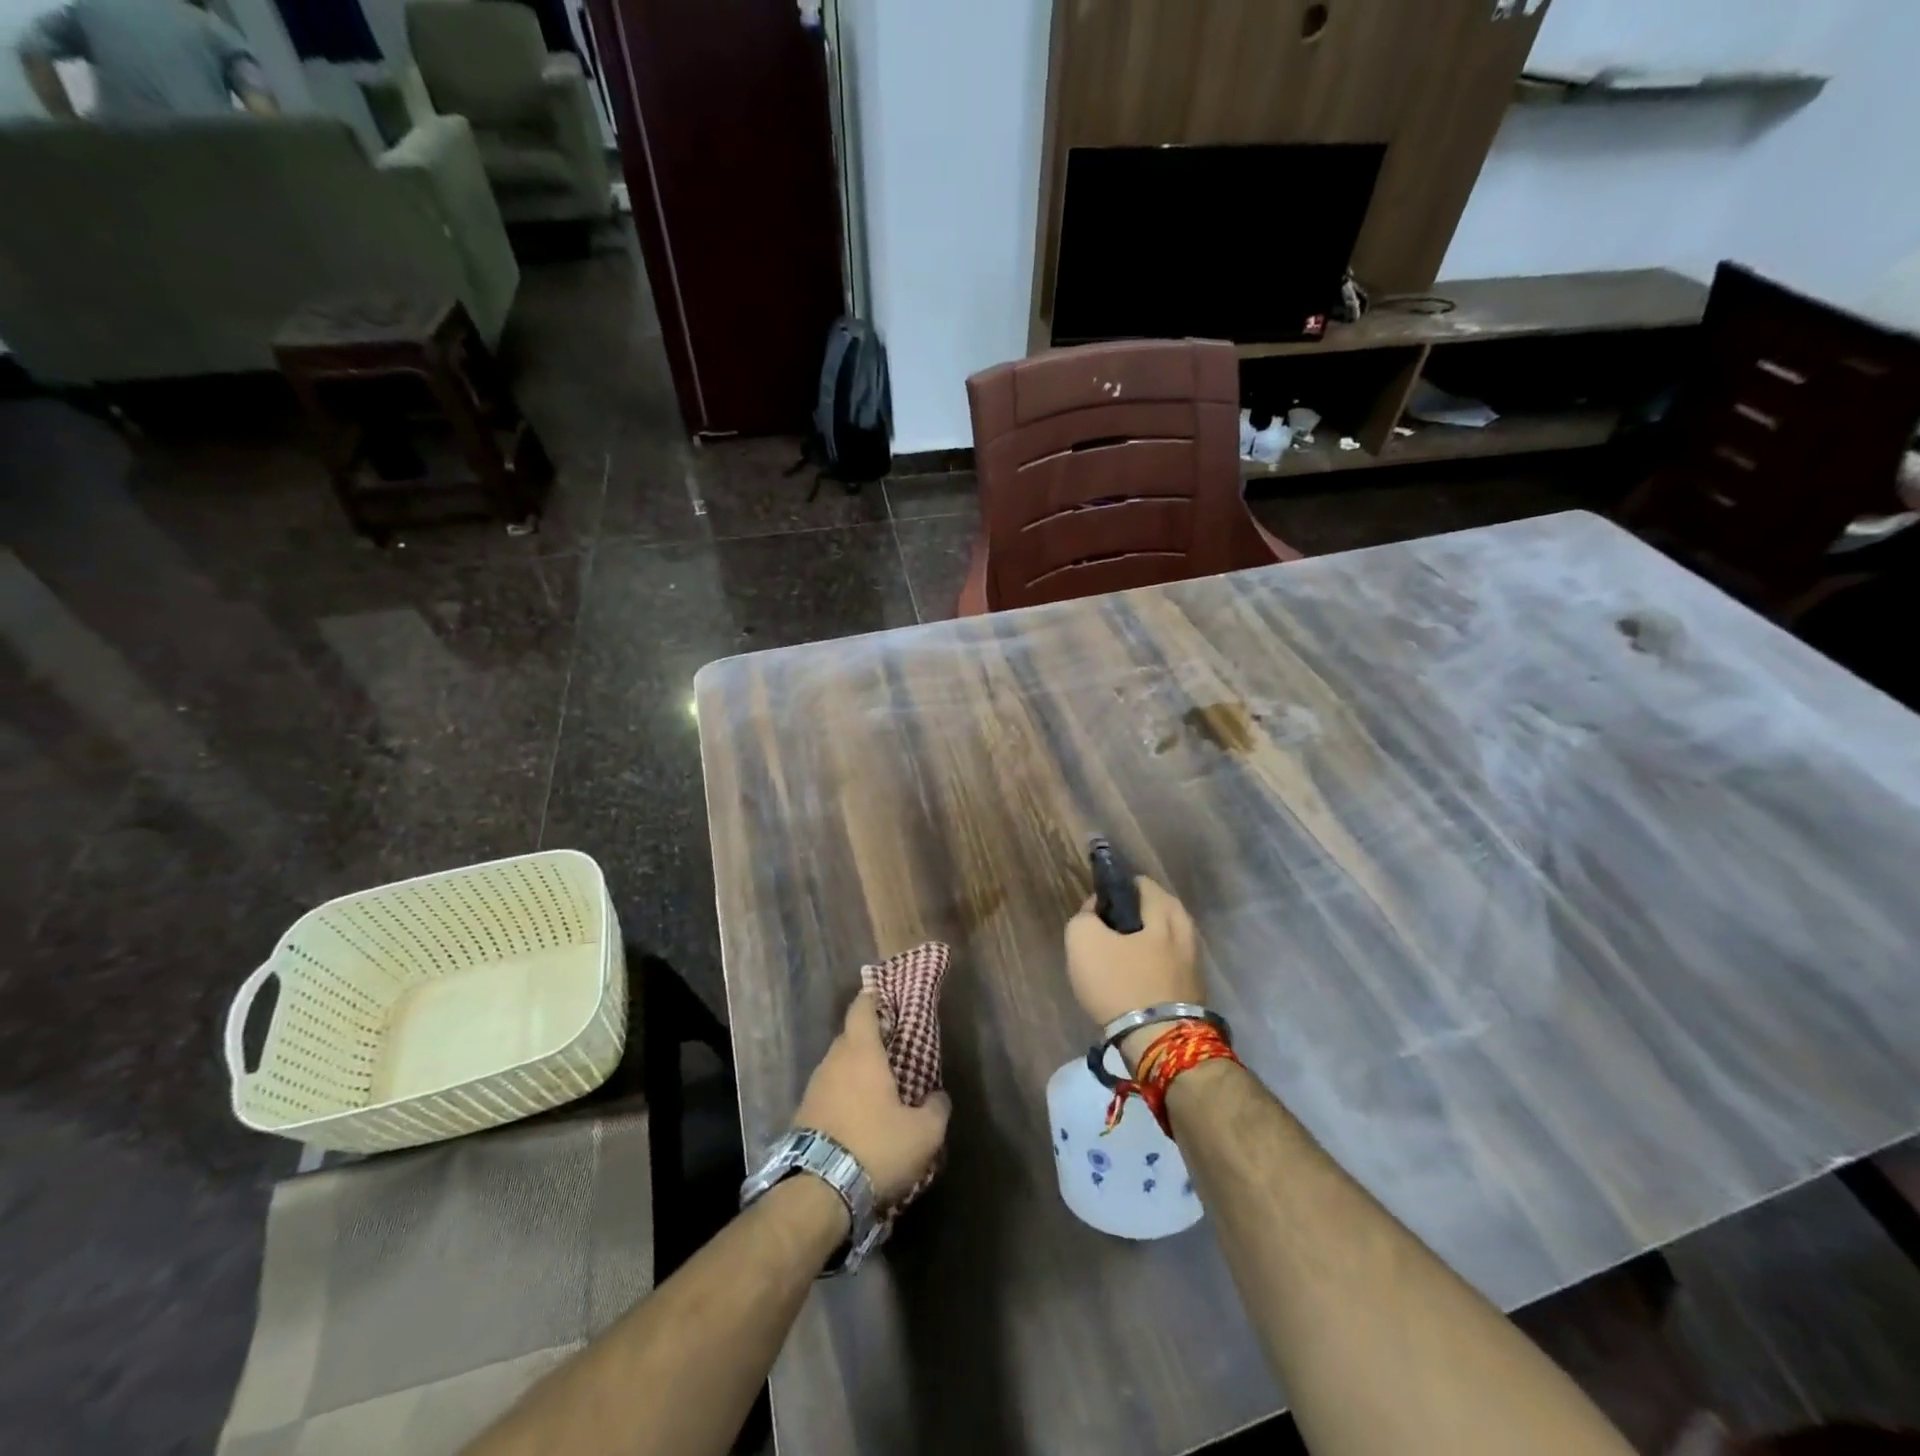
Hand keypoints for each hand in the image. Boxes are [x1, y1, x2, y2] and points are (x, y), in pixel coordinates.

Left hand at [793, 993, 950, 1207]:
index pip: (862, 1008)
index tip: (884, 994)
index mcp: (861, 1052)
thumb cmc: (875, 1148)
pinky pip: (828, 1091)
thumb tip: (938, 1097)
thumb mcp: (923, 1134)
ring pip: (838, 1065)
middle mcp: (833, 1061)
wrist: (817, 1192)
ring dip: (855, 1069)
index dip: (873, 997)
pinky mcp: (803, 1115)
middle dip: (869, 1038)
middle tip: (892, 1047)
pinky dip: (843, 1094)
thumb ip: (936, 1109)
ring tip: (878, 1085)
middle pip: (850, 1036)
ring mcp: (814, 1087)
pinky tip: (858, 1115)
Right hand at [1065, 876, 1201, 1045]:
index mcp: (1164, 909)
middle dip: (1130, 917)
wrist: (1159, 1041)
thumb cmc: (1120, 983)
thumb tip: (1094, 913)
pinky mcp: (1194, 988)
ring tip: (1115, 962)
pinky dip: (1151, 966)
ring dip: (1141, 944)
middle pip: (1154, 910)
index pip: (1138, 883)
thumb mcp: (1083, 941)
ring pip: (1162, 939)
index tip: (1095, 913)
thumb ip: (1084, 917)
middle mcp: (1186, 928)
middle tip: (1105, 936)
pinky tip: (1132, 981)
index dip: (1112, 892)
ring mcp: (1194, 960)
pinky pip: (1168, 964)